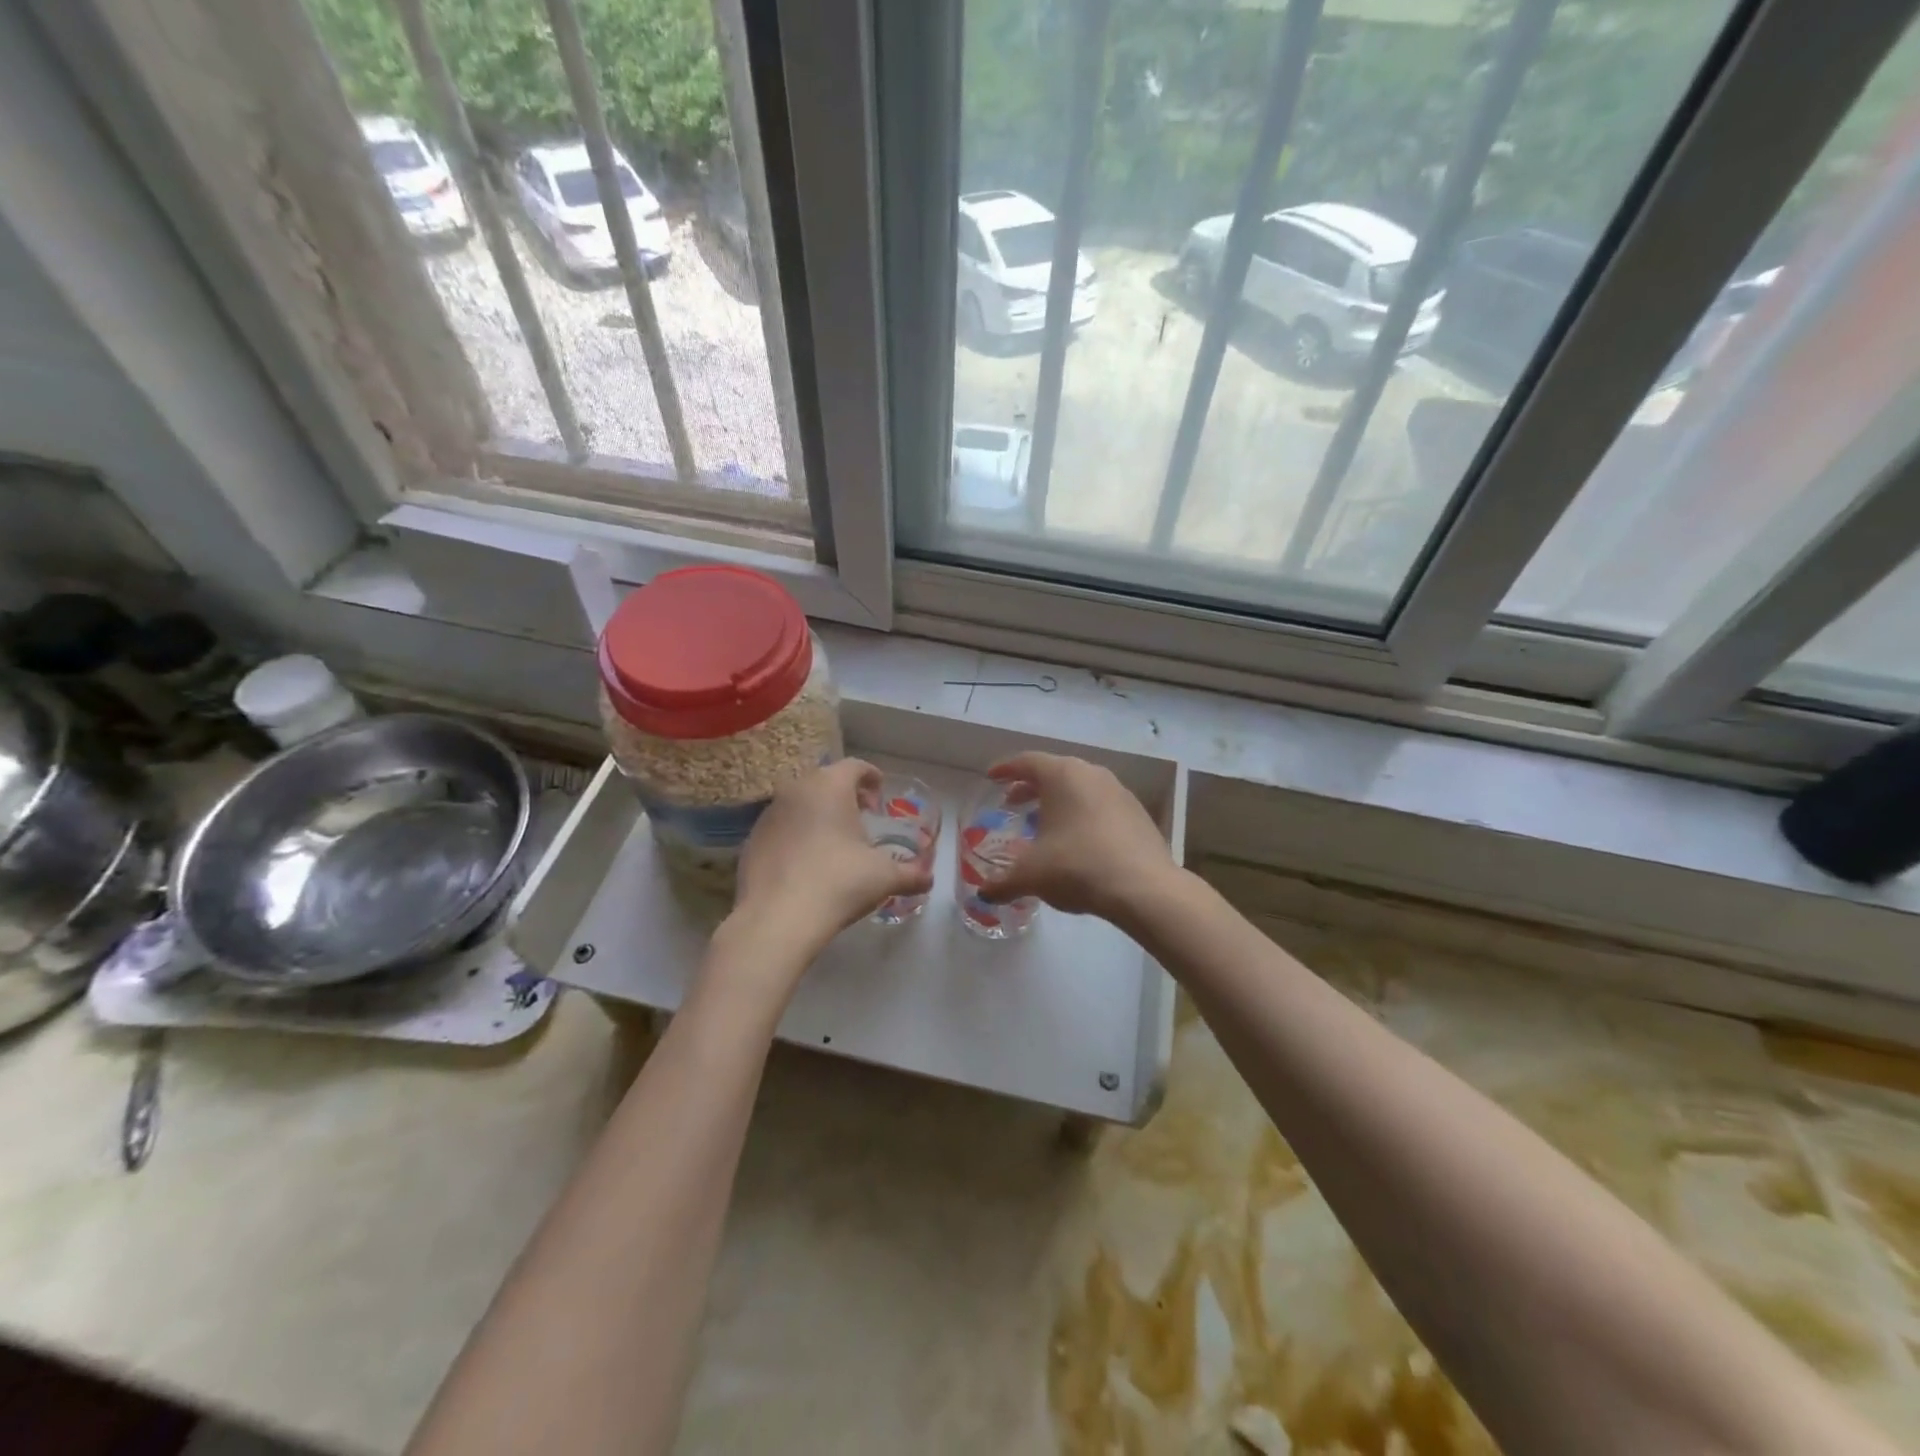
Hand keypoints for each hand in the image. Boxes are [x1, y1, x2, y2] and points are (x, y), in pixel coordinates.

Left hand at [724, 759, 933, 973]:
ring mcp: (769, 813)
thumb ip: (911, 873)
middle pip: (825, 780)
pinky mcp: (751, 839)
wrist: (778, 919)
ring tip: (833, 841)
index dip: (871, 777)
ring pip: (799, 802)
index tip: (880, 794)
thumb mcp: (884, 877)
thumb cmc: (839, 883)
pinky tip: (806, 862)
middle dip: (845, 795)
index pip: (855, 766)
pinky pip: (781, 827)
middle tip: (861, 817)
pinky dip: (796, 834)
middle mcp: (796, 789)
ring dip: (818, 813)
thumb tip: (929, 878)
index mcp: (830, 786)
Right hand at [979, 752, 1177, 922]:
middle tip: (1012, 803)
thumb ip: (1002, 882)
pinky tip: (1077, 840)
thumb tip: (984, 894)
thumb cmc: (1077, 867)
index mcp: (1062, 775)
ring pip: (1080, 788)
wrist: (1144, 888)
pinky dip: (1082, 814)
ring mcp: (1119, 792)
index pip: (1027, 761)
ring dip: (1058, 802)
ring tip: (1044, 824)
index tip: (991, 777)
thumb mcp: (1031, 875)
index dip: (1005, 769)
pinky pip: (1100, 805)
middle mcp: (1092, 774)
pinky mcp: (1138, 813)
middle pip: (1054, 772)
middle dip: (1030, 787)